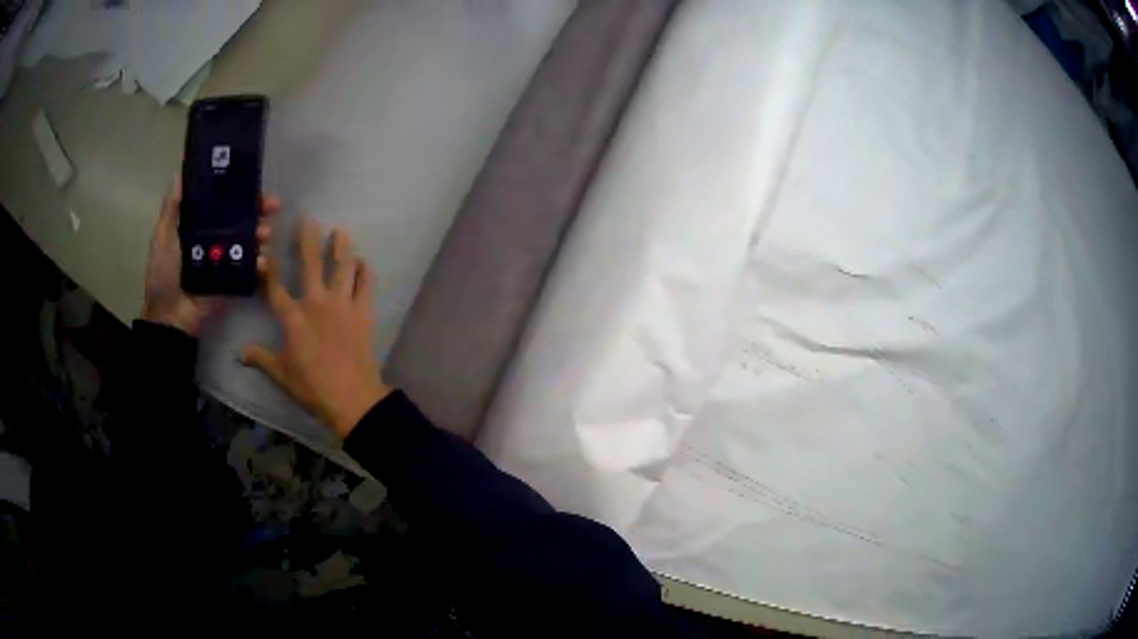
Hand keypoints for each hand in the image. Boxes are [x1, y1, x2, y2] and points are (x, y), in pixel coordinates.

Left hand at [140, 177, 279, 335]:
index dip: (239, 189)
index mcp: (201, 224)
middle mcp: (217, 237)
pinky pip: (252, 268)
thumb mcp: (162, 237)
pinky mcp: (235, 280)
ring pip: (251, 240)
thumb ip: (171, 208)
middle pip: (243, 217)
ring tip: (265, 234)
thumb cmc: (163, 274)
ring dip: (262, 233)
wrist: (170, 316)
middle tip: (273, 204)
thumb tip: (180, 172)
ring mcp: (227, 259)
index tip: (254, 180)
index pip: (224, 201)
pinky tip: (263, 260)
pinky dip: (261, 263)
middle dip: (260, 208)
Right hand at [242, 219, 389, 437]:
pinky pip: (365, 285)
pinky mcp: (363, 313)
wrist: (351, 398)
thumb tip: (239, 354)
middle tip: (309, 219)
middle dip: (308, 239)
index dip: (268, 268)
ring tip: (340, 231)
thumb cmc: (311, 387)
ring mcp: (342, 305)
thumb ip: (260, 358)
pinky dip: (364, 272)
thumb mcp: (281, 374)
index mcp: (293, 317)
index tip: (264, 250)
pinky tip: (363, 262)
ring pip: (342, 267)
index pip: (275, 287)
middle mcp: (317, 303)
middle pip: (311, 264)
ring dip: (342, 247)